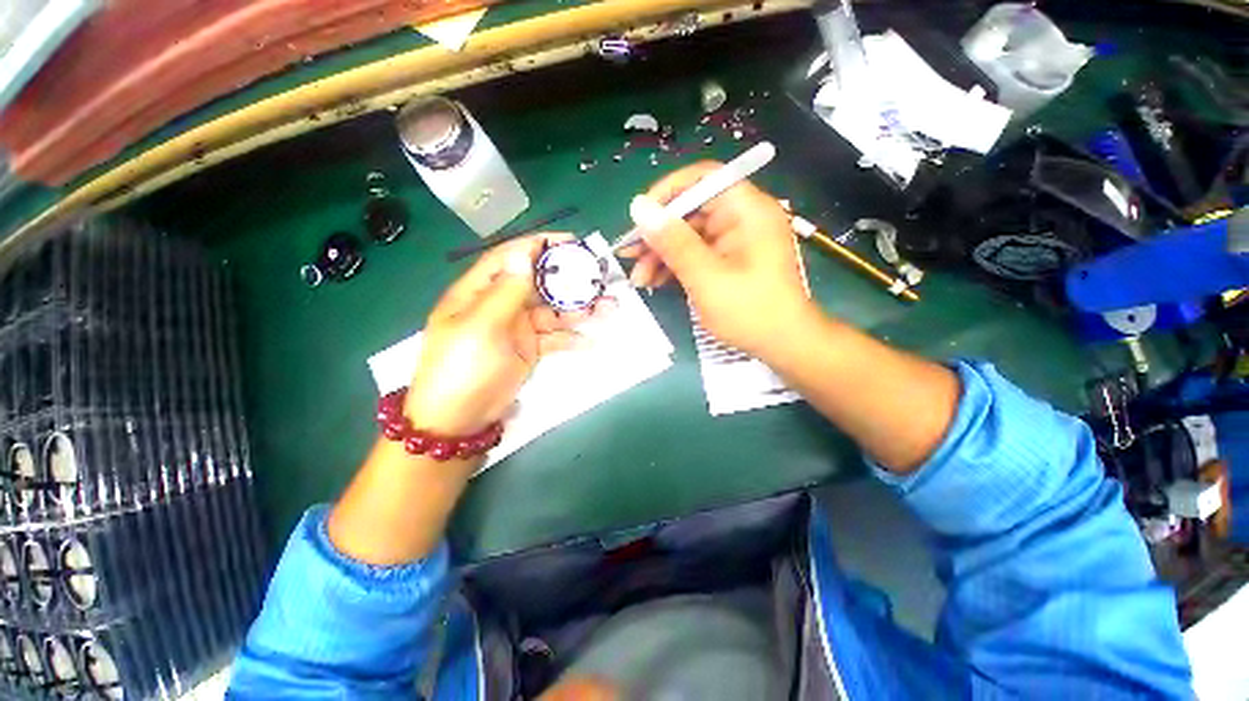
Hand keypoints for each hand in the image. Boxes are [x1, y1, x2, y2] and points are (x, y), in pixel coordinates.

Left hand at [403, 234, 610, 434]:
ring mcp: (517, 328)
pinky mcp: (529, 349)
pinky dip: (571, 338)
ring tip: (608, 307)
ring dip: (578, 309)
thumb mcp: (482, 326)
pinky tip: (590, 340)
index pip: (510, 258)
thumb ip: (506, 291)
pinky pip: (554, 337)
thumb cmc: (463, 367)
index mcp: (479, 291)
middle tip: (599, 276)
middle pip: (538, 283)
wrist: (459, 418)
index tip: (570, 241)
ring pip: (552, 311)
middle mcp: (500, 304)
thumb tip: (525, 254)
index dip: (538, 246)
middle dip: (567, 278)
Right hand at [621, 162, 816, 357]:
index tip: (640, 216)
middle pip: (691, 211)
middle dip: (658, 235)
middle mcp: (741, 218)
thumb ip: (673, 241)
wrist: (783, 345)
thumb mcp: (706, 277)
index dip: (668, 192)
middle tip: (630, 256)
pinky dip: (675, 266)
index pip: (703, 179)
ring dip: (661, 255)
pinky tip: (655, 282)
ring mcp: (734, 241)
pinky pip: (696, 254)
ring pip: (689, 236)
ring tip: (639, 279)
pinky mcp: (728, 261)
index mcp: (746, 210)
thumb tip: (639, 206)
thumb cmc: (750, 311)